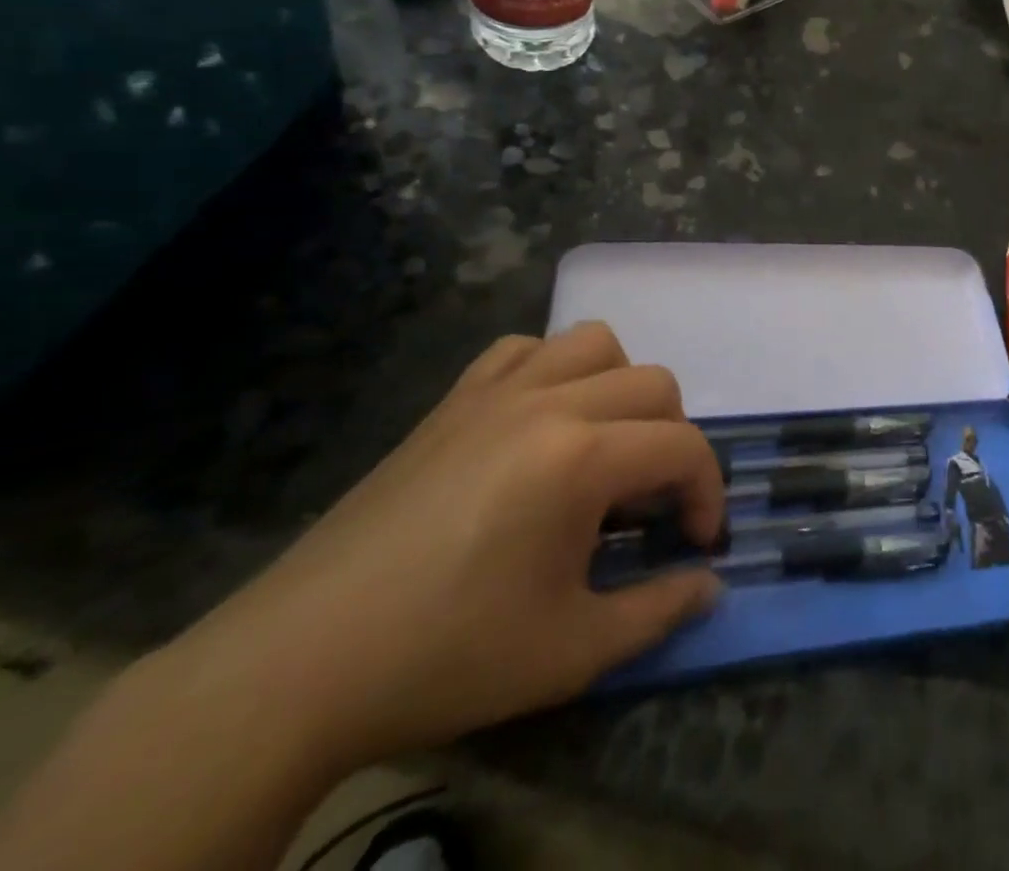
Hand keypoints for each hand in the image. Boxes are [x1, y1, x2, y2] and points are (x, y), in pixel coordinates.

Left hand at [167, 325, 723, 773]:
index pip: (683, 447)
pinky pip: (522, 350)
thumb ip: (659, 610)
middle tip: (651, 504)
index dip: (707, 492)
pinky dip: (551, 369)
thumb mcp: (571, 651)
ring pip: (594, 344)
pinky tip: (540, 421)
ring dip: (620, 387)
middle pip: (654, 384)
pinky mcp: (453, 400)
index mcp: (581, 457)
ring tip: (604, 446)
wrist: (298, 664)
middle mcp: (548, 402)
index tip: (697, 543)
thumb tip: (711, 585)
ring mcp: (496, 392)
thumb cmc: (446, 656)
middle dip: (674, 441)